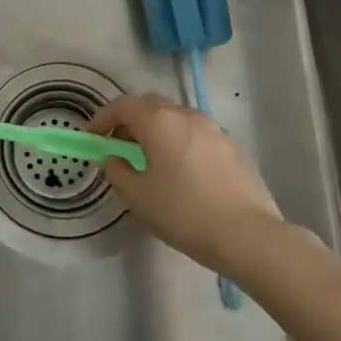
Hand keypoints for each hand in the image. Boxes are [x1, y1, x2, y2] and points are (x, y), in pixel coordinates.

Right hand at [87, 94, 284, 276]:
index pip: (122, 106)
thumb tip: (113, 159)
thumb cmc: (184, 213)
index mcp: (158, 121)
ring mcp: (213, 128)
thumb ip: (117, 172)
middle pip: (150, 105)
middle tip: (119, 145)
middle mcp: (186, 115)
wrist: (248, 235)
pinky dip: (180, 141)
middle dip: (130, 120)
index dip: (102, 119)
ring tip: (151, 158)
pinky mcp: (232, 146)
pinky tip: (182, 169)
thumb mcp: (139, 197)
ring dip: (157, 129)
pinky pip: (197, 133)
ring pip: (176, 117)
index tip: (92, 137)